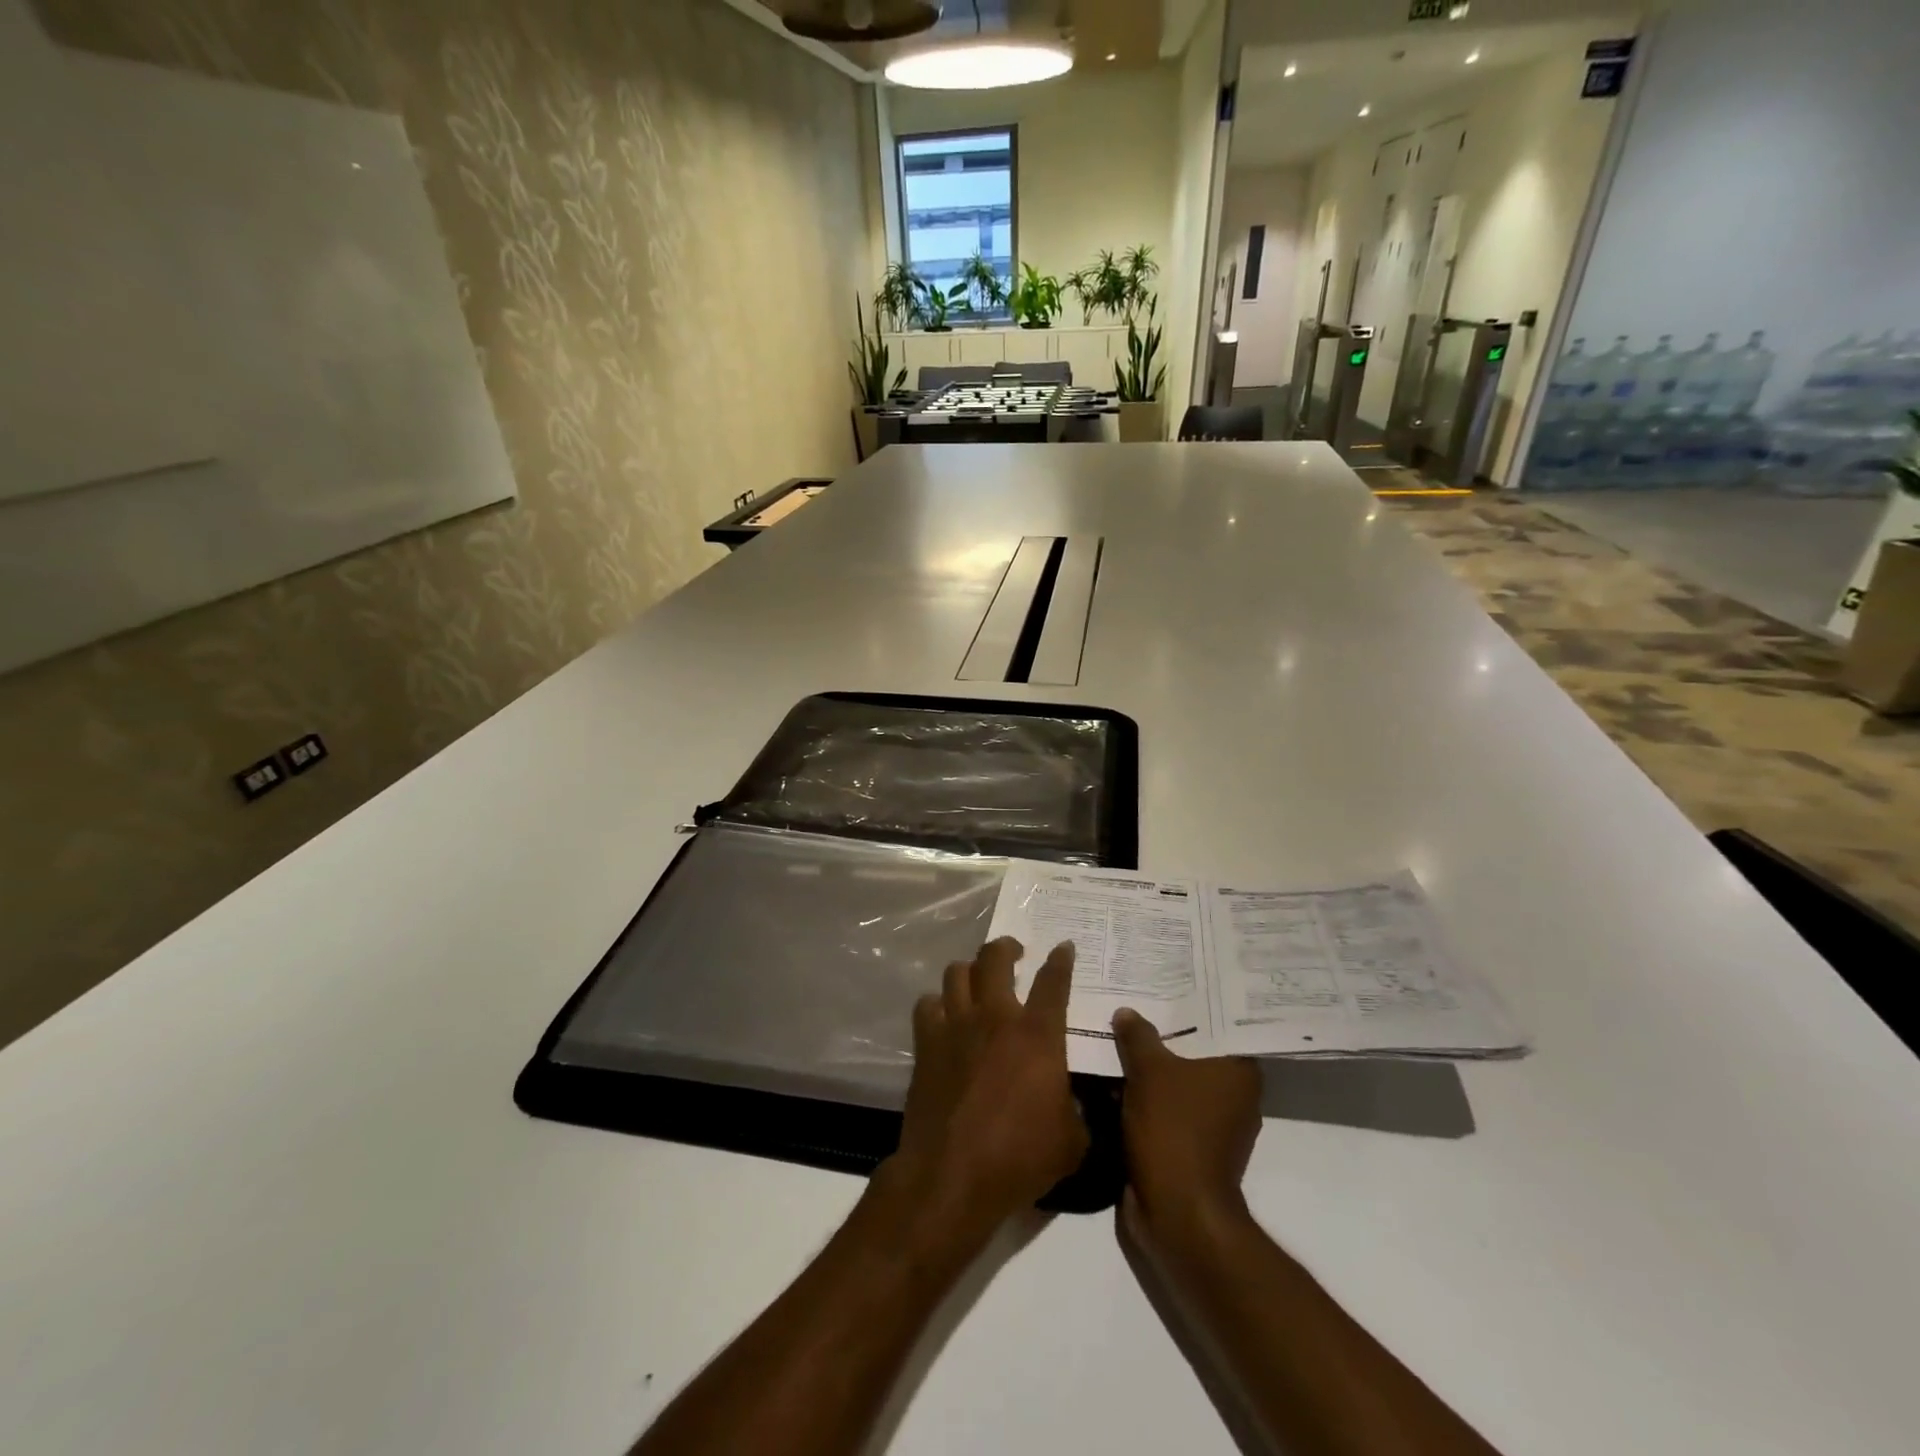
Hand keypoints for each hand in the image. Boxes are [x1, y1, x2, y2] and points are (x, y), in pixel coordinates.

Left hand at [879, 939, 1087, 1250]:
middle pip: (995, 958)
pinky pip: (927, 1005)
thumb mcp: (1071, 1143)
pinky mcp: (925, 1044)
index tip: (1063, 947)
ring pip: (957, 973)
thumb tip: (1073, 1106)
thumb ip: (1077, 1113)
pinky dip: (938, 1004)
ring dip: (970, 971)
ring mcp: (955, 1026)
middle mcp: (995, 1018)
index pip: (1053, 982)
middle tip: (1014, 953)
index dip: (1060, 960)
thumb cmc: (1019, 1158)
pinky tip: (945, 1017)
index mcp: (1037, 1035)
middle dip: (1006, 947)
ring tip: (978, 981)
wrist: (951, 1175)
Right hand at [1112, 1008, 1262, 1239]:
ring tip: (1123, 1034)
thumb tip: (1126, 1011)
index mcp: (1240, 1072)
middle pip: (1198, 1052)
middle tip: (1138, 1001)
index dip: (1194, 1004)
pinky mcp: (1193, 1148)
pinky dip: (1149, 1095)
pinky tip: (1120, 1076)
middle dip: (1168, 1033)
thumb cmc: (1173, 1130)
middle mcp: (1236, 1095)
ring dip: (1155, 1066)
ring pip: (1181, 1081)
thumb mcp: (1148, 1072)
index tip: (1168, 983)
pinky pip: (1169, 1107)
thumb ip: (1138, 1036)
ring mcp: (1216, 1125)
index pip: (1221, 1025)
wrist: (1177, 1212)